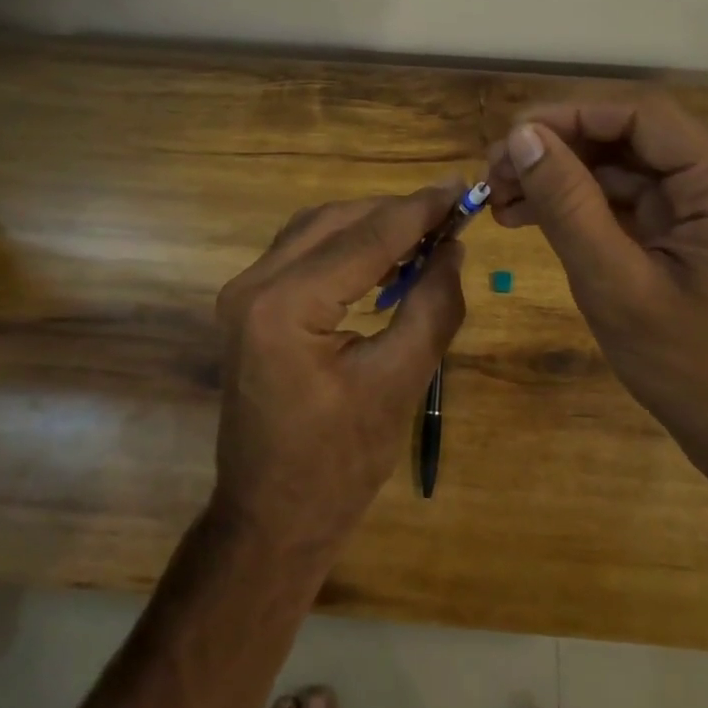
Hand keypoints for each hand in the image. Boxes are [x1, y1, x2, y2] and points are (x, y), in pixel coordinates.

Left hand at [210, 185, 467, 559]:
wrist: (270, 520)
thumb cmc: (338, 465)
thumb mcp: (400, 384)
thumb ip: (433, 306)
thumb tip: (453, 248)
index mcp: (285, 305)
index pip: (366, 238)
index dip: (419, 210)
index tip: (463, 187)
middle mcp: (254, 284)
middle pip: (336, 222)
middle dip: (395, 212)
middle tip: (450, 212)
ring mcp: (244, 293)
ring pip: (317, 230)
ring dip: (370, 225)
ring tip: (425, 232)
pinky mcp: (249, 305)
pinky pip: (303, 253)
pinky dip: (346, 246)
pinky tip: (385, 259)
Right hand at [485, 94, 707, 491]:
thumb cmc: (696, 370)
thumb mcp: (617, 286)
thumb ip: (568, 205)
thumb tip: (522, 136)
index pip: (640, 113)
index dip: (567, 116)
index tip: (508, 138)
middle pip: (629, 133)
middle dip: (558, 148)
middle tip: (496, 174)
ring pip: (624, 163)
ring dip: (562, 176)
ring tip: (501, 199)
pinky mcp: (694, 227)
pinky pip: (631, 197)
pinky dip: (582, 203)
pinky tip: (531, 217)